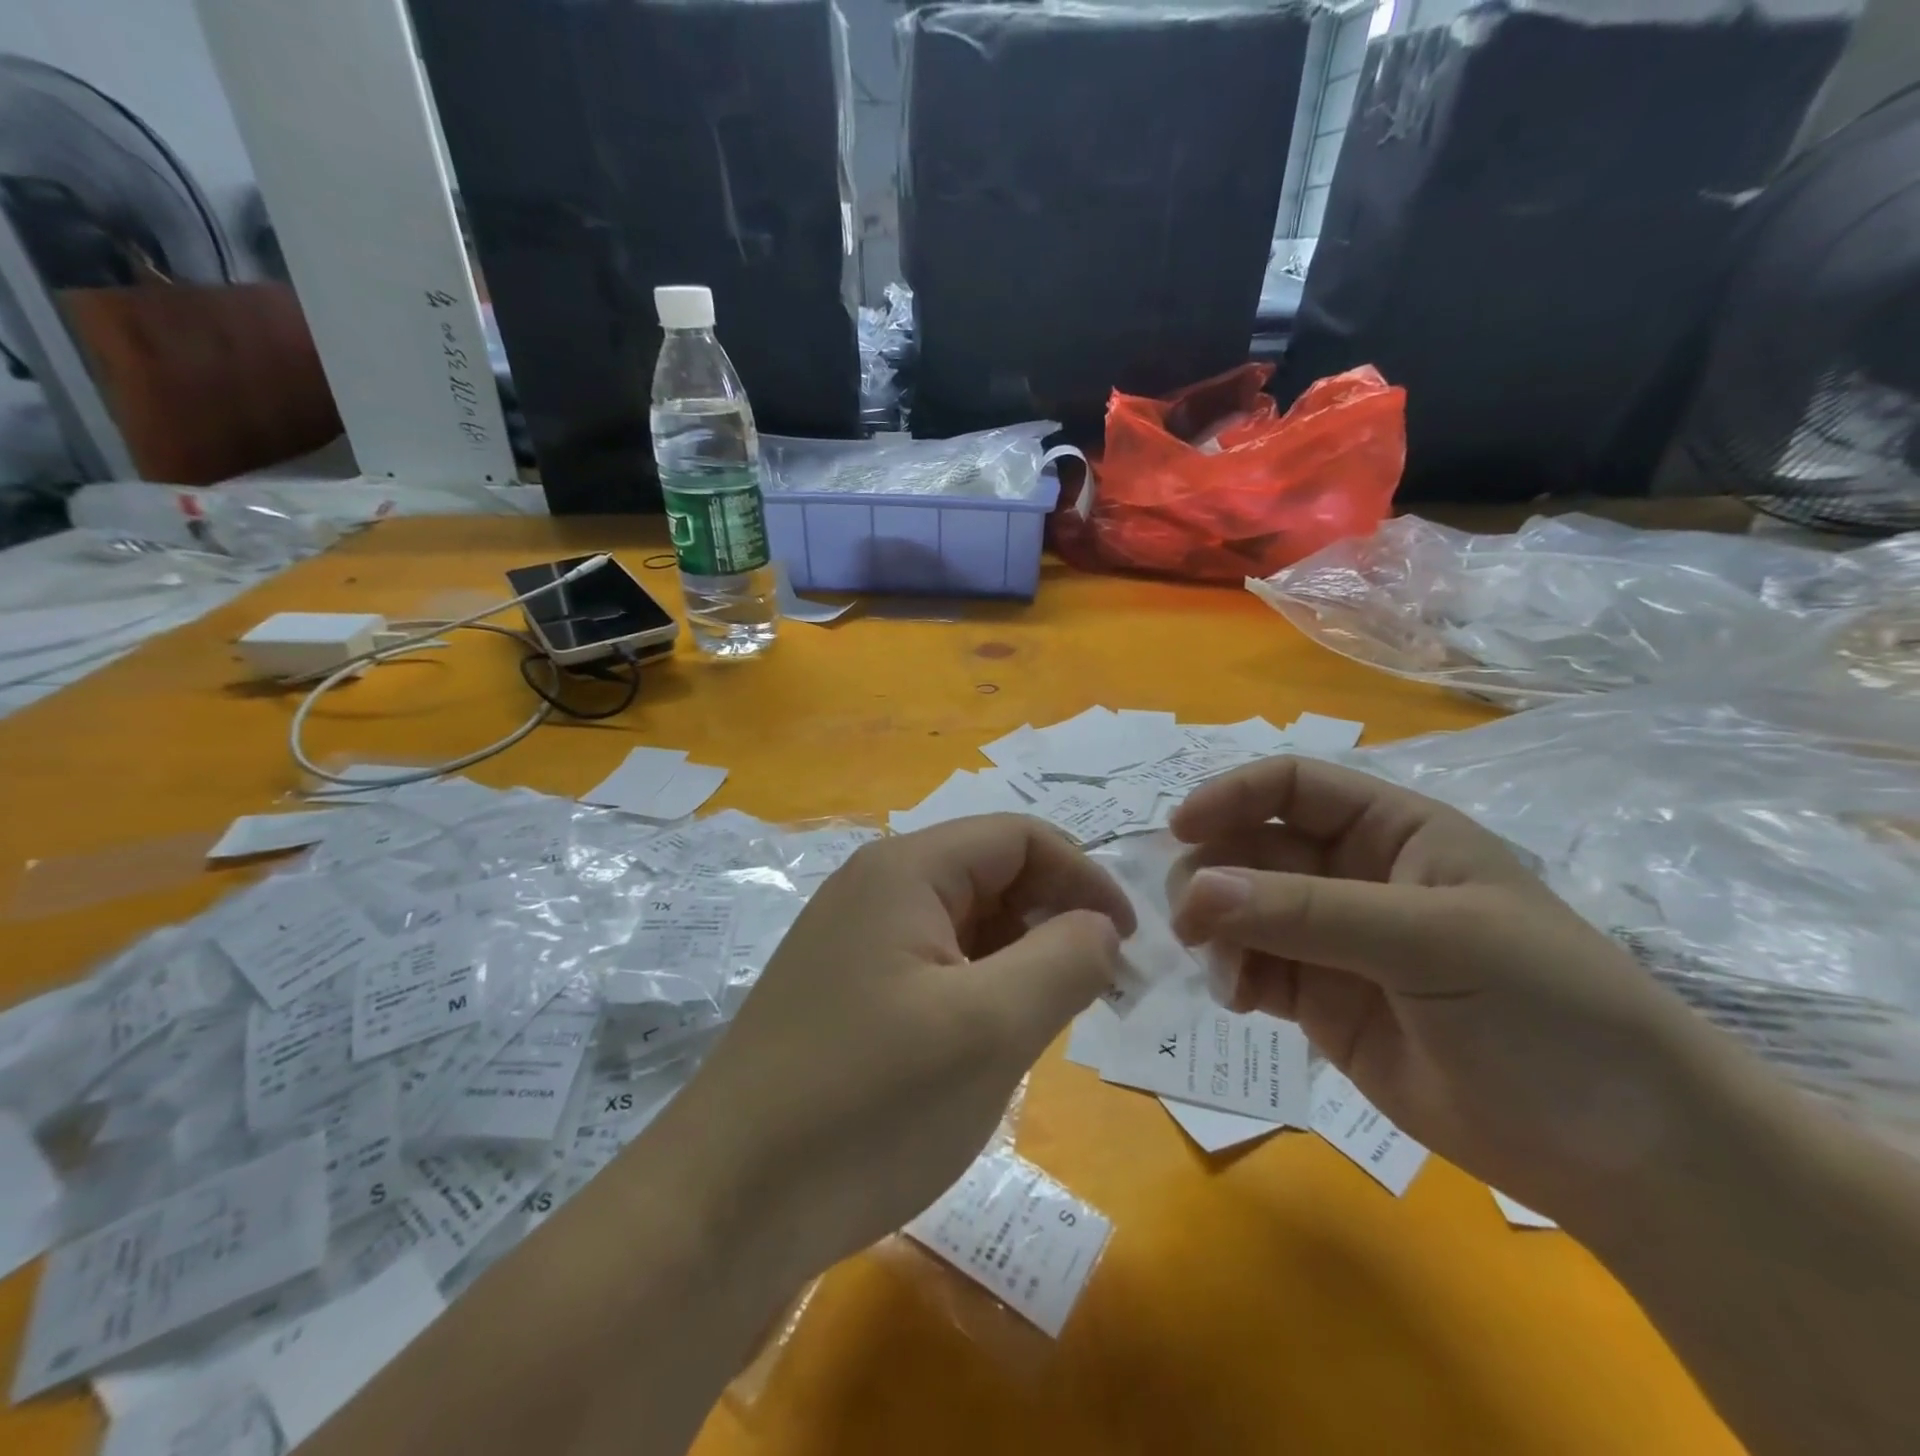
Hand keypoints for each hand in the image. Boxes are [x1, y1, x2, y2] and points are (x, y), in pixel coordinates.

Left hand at [658, 815, 1133, 1283]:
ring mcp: (854, 940)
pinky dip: (977, 991)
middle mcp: (875, 888)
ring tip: (1039, 1027)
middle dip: (1052, 921)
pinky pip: (933, 967)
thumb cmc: (868, 1103)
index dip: (1084, 878)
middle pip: (991, 875)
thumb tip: (1099, 927)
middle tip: (1093, 995)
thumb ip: (1065, 960)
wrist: (725, 1205)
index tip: (1127, 946)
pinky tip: (984, 1047)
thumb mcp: (991, 1028)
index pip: (1020, 837)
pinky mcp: (845, 991)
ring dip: (1017, 962)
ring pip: (965, 925)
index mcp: (906, 870)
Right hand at [1167, 757, 1728, 1221]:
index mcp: (1392, 830)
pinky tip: (1237, 999)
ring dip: (1214, 928)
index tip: (1180, 831)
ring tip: (1222, 972)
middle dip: (1214, 875)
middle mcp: (1353, 874)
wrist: (1620, 1154)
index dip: (1231, 797)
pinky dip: (1229, 973)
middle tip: (1192, 922)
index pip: (1291, 787)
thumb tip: (1195, 889)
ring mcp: (1332, 940)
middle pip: (1252, 847)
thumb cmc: (1546, 1011)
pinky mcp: (1318, 1000)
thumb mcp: (1432, 941)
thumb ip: (1307, 912)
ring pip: (1240, 908)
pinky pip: (1250, 966)